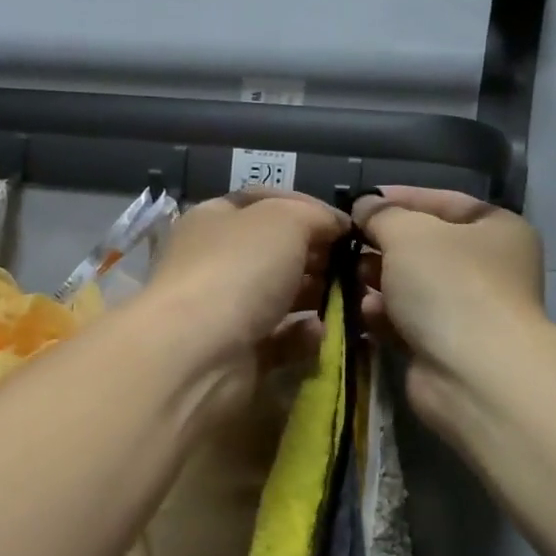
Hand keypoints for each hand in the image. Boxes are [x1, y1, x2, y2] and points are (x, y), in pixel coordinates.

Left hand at [142, 190, 349, 420]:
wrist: (199, 353)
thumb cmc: (239, 269)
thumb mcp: (285, 220)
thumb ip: (315, 216)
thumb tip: (336, 226)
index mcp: (216, 219)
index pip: (265, 202)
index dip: (307, 208)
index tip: (346, 225)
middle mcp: (218, 261)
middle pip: (277, 252)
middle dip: (318, 257)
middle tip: (356, 266)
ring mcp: (227, 309)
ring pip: (282, 296)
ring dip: (317, 297)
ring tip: (351, 300)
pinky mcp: (239, 352)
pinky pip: (281, 339)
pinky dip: (303, 335)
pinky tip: (321, 332)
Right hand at [352, 187, 546, 414]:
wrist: (472, 373)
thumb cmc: (449, 285)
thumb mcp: (409, 233)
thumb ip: (382, 214)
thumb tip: (365, 205)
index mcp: (496, 230)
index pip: (444, 202)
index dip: (401, 198)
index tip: (360, 201)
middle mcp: (488, 268)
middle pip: (425, 247)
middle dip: (383, 244)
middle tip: (346, 242)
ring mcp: (467, 310)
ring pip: (412, 286)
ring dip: (378, 281)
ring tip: (348, 276)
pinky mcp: (444, 346)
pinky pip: (407, 321)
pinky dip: (384, 315)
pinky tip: (364, 312)